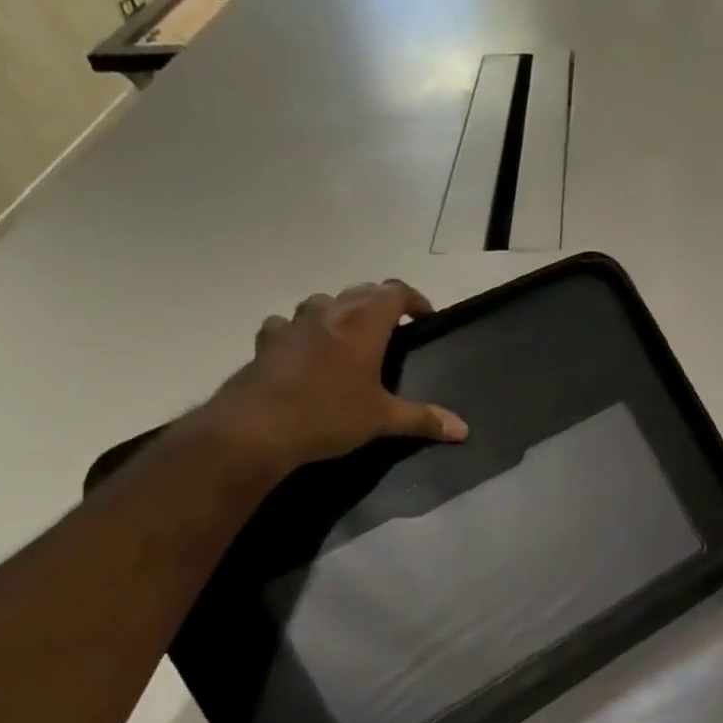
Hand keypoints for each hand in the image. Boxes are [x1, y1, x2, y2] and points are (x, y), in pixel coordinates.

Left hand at [198, 281, 467, 474]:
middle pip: (360, 292)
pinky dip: (301, 331)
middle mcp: (329, 313)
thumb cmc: (329, 416)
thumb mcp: (383, 420)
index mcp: (363, 324)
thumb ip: (424, 419)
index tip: (424, 317)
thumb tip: (463, 431)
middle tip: (394, 328)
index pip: (394, 292)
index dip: (414, 300)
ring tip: (350, 337)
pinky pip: (287, 324)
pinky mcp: (267, 341)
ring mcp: (293, 323)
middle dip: (380, 304)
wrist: (258, 428)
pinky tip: (302, 351)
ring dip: (340, 312)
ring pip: (323, 302)